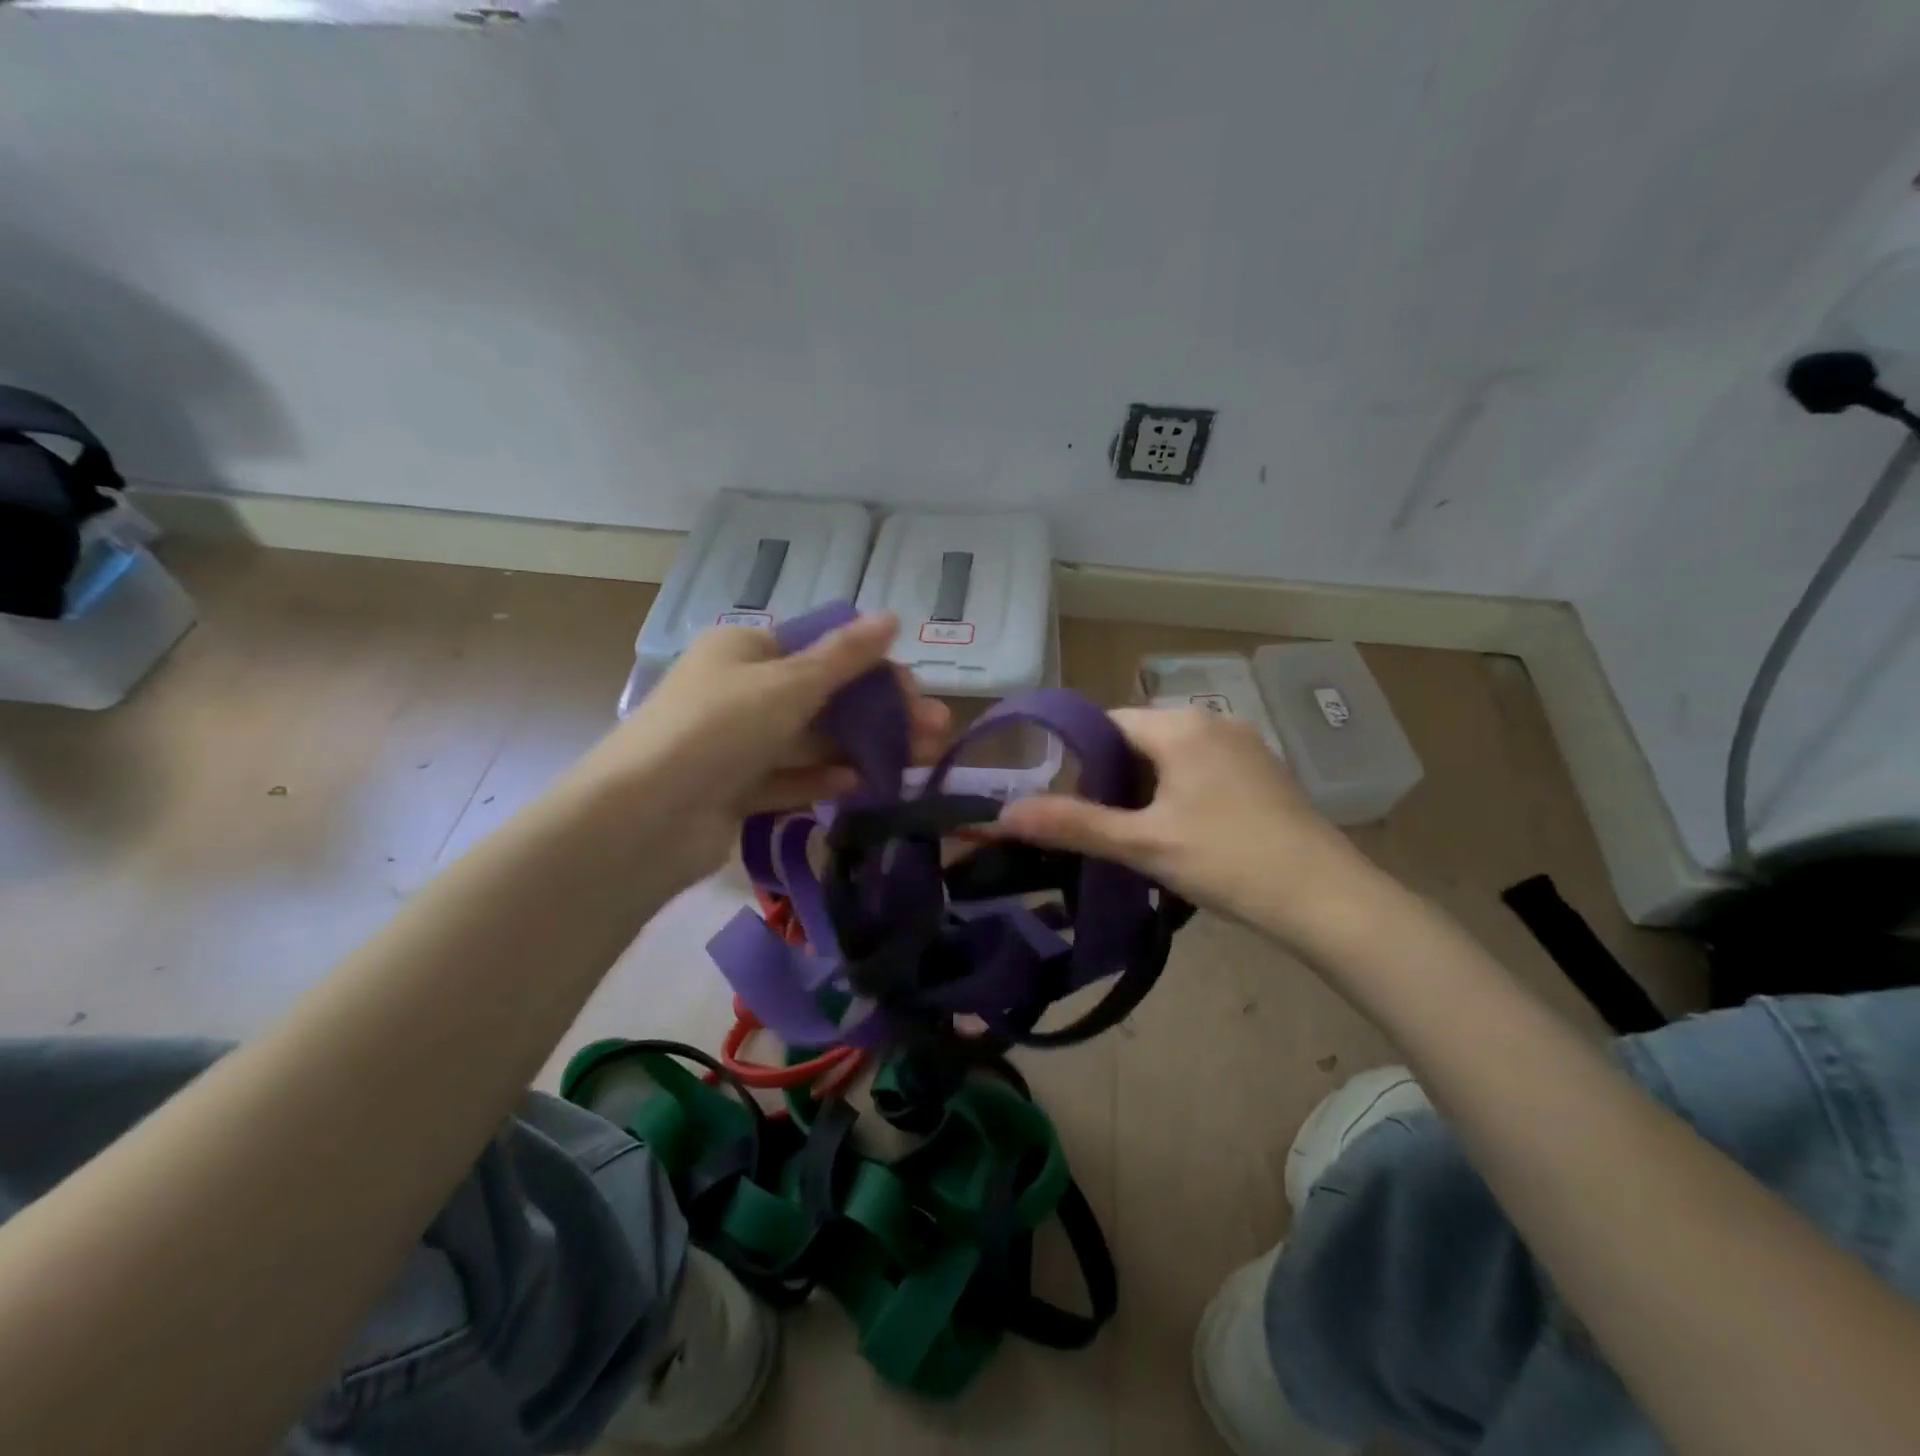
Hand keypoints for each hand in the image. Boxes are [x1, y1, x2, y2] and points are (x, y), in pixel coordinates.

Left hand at [572, 612, 949, 880]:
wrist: (644, 818)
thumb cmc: (719, 727)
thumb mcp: (788, 684)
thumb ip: (844, 657)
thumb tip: (892, 617)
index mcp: (744, 651)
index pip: (818, 649)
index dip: (870, 667)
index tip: (914, 688)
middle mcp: (739, 692)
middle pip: (823, 698)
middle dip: (880, 713)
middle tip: (935, 730)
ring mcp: (736, 744)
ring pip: (811, 741)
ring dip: (863, 746)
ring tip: (920, 758)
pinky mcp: (735, 791)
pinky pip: (789, 778)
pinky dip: (825, 778)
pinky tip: (865, 783)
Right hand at [995, 707, 1376, 939]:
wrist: (1328, 899)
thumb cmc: (1228, 861)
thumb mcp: (1143, 844)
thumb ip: (1073, 824)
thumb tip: (1005, 814)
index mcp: (1181, 725)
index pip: (1106, 724)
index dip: (1081, 764)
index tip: (1076, 810)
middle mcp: (1212, 720)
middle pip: (1137, 739)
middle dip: (1113, 780)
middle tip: (1108, 832)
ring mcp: (1243, 744)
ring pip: (1169, 757)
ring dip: (1146, 790)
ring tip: (1142, 839)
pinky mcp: (1261, 770)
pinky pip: (1200, 769)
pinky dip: (1178, 793)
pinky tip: (1184, 835)